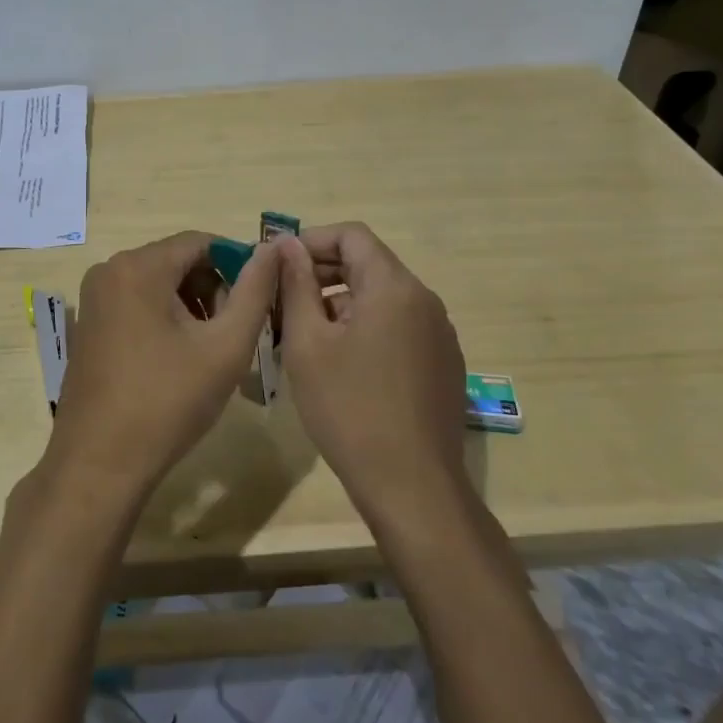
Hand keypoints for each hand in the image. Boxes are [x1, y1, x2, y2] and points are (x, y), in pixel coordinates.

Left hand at [42, 231, 281, 506]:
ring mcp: (94, 298)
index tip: (259, 301)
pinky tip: (179, 359)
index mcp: (138, 266)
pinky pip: (137, 303)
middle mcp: (109, 270)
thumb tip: (274, 248)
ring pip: (158, 283)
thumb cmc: (168, 402)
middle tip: (236, 333)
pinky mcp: (89, 324)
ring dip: (192, 305)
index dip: (238, 264)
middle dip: (214, 289)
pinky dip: (165, 318)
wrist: (100, 463)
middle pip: (178, 261)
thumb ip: (255, 290)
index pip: (202, 242)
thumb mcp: (225, 346)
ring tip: (211, 350)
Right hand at [278, 223, 470, 518]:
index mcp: (394, 287)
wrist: (413, 487)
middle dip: (322, 273)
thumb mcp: (308, 344)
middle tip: (283, 301)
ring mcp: (439, 334)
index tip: (279, 266)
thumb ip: (296, 285)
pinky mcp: (443, 364)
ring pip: (382, 298)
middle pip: (368, 264)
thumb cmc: (350, 409)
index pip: (352, 235)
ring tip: (304, 337)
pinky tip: (341, 364)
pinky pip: (399, 326)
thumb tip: (287, 245)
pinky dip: (365, 327)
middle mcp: (424, 301)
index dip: (311, 241)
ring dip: (341, 303)